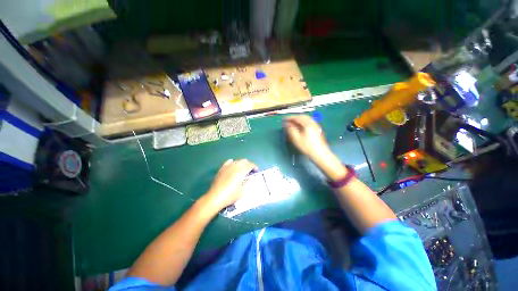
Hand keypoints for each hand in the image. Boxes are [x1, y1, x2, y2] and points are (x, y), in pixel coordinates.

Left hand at [203, 159, 257, 211]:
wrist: (215, 197)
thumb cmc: (230, 195)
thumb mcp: (242, 191)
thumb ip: (248, 183)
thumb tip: (253, 178)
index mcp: (241, 172)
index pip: (250, 165)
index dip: (255, 166)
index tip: (256, 170)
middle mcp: (235, 167)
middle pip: (244, 161)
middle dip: (248, 164)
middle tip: (250, 170)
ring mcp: (227, 167)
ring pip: (237, 160)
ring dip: (241, 163)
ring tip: (242, 169)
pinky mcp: (222, 169)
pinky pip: (228, 162)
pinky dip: (233, 162)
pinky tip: (233, 166)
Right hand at [284, 115, 330, 159]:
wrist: (320, 154)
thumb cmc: (307, 146)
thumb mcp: (296, 139)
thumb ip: (291, 130)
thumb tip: (287, 124)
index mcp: (308, 123)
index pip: (297, 118)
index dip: (290, 118)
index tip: (284, 119)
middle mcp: (313, 122)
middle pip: (302, 117)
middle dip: (294, 118)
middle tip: (288, 121)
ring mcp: (316, 126)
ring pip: (306, 119)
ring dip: (299, 120)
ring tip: (293, 124)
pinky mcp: (317, 129)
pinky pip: (309, 122)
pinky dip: (303, 123)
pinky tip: (300, 127)